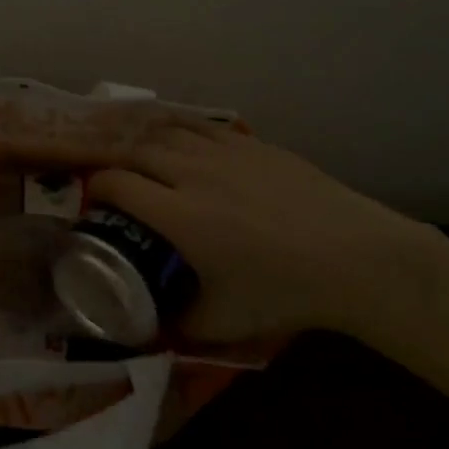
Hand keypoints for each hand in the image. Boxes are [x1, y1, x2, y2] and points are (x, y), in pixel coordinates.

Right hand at [86, 128, 448, 345]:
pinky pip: (200, 125)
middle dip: (111, 159)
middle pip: (134, 149)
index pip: (115, 184)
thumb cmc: (284, 292)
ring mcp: (224, 151)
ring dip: (140, 137)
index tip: (94, 203)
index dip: (95, 189)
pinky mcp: (252, 143)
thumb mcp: (221, 322)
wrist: (354, 256)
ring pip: (166, 129)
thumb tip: (153, 323)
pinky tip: (177, 136)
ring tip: (131, 148)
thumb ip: (178, 322)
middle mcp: (192, 172)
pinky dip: (177, 128)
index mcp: (177, 214)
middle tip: (107, 176)